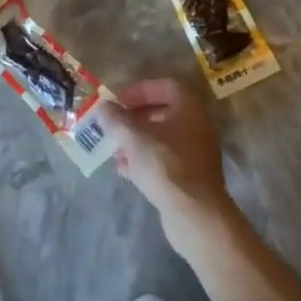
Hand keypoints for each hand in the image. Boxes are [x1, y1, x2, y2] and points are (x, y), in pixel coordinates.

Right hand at [100, 78, 241, 255]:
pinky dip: (145, 160)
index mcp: (189, 106)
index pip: (163, 86)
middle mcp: (197, 124)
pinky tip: (125, 171)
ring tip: (115, 150)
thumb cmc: (166, 165)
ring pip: (161, 138)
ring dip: (136, 140)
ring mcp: (196, 151)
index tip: (117, 101)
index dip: (138, 90)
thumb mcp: (134, 137)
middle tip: (113, 124)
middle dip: (134, 118)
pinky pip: (165, 159)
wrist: (195, 214)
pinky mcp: (191, 175)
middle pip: (161, 112)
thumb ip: (116, 118)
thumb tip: (104, 107)